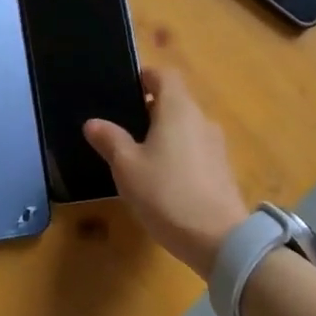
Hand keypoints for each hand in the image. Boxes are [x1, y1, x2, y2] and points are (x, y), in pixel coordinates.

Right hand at [84, 68, 248, 278]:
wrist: (219, 240)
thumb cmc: (166, 193)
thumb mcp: (127, 167)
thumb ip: (110, 140)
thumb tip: (93, 122)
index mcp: (178, 109)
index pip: (164, 75)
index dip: (145, 77)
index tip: (125, 90)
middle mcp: (201, 119)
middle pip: (175, 100)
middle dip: (150, 108)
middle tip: (123, 126)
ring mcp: (216, 145)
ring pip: (185, 126)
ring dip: (164, 133)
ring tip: (138, 155)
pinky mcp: (222, 170)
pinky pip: (195, 149)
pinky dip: (178, 153)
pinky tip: (161, 178)